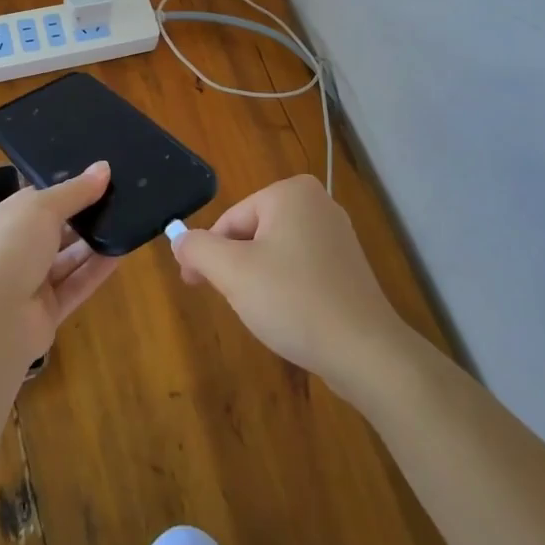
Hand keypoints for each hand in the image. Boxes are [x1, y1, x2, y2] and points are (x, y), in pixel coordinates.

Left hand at [0, 160, 119, 363]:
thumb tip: (104, 168)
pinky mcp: (46, 313)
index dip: (64, 189)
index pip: (34, 202)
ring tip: (125, 222)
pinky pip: (75, 286)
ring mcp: (28, 285)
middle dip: (81, 216)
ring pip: (66, 259)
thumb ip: (75, 190)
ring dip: (93, 243)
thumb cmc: (7, 248)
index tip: (97, 178)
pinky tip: (121, 253)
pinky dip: (96, 270)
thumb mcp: (41, 208)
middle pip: (53, 231)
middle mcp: (11, 253)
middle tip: (118, 198)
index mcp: (0, 223)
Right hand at [171, 174, 411, 399]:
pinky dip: (285, 289)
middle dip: (236, 268)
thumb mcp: (233, 272)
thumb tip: (179, 238)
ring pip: (274, 253)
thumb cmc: (294, 300)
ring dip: (258, 280)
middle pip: (252, 233)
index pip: (230, 220)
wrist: (365, 351)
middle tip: (233, 303)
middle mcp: (317, 202)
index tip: (193, 284)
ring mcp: (336, 234)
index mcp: (290, 193)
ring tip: (264, 313)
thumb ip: (198, 248)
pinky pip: (299, 268)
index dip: (208, 254)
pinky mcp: (347, 265)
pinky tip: (289, 316)